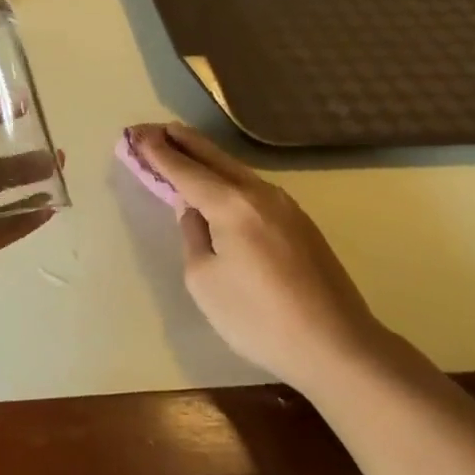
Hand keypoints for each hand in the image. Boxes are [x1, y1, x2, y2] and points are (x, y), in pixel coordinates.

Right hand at [133, 123, 388, 392]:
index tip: (136, 132)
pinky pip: (252, 186)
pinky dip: (226, 175)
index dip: (157, 152)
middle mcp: (259, 193)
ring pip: (235, 169)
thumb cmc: (260, 319)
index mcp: (231, 205)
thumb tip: (194, 211)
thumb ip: (193, 236)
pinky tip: (219, 181)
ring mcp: (285, 205)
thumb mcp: (205, 281)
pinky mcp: (300, 223)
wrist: (339, 347)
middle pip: (213, 157)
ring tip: (181, 145)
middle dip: (180, 141)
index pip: (185, 170)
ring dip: (205, 156)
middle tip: (153, 128)